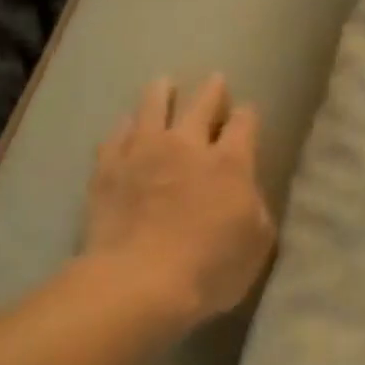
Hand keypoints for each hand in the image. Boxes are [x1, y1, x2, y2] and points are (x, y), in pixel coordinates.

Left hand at [83, 75, 275, 330]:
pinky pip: (116, 135)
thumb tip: (245, 191)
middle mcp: (188, 146)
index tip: (248, 111)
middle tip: (215, 81)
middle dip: (212, 92)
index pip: (244, 124)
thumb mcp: (257, 241)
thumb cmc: (211, 267)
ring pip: (153, 107)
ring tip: (164, 83)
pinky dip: (126, 125)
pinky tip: (126, 123)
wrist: (138, 283)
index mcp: (232, 163)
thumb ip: (255, 206)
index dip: (248, 115)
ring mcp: (143, 153)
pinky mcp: (107, 169)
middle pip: (201, 105)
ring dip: (162, 93)